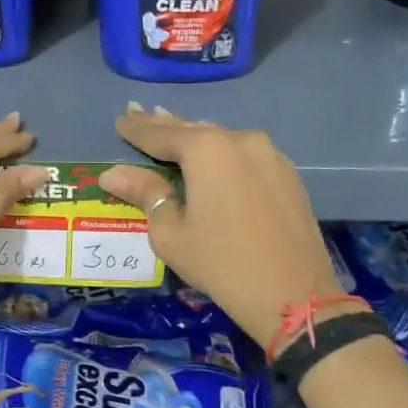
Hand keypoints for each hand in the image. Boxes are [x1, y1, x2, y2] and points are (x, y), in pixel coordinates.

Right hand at [99, 106, 342, 348]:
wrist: (295, 297)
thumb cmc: (221, 264)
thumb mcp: (171, 233)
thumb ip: (144, 194)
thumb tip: (112, 173)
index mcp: (207, 150)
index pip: (160, 134)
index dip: (136, 129)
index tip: (119, 120)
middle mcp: (240, 140)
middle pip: (192, 129)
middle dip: (163, 124)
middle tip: (138, 111)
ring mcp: (269, 154)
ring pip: (221, 139)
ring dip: (194, 137)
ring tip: (170, 128)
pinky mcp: (287, 173)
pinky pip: (243, 154)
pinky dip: (221, 153)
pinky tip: (210, 156)